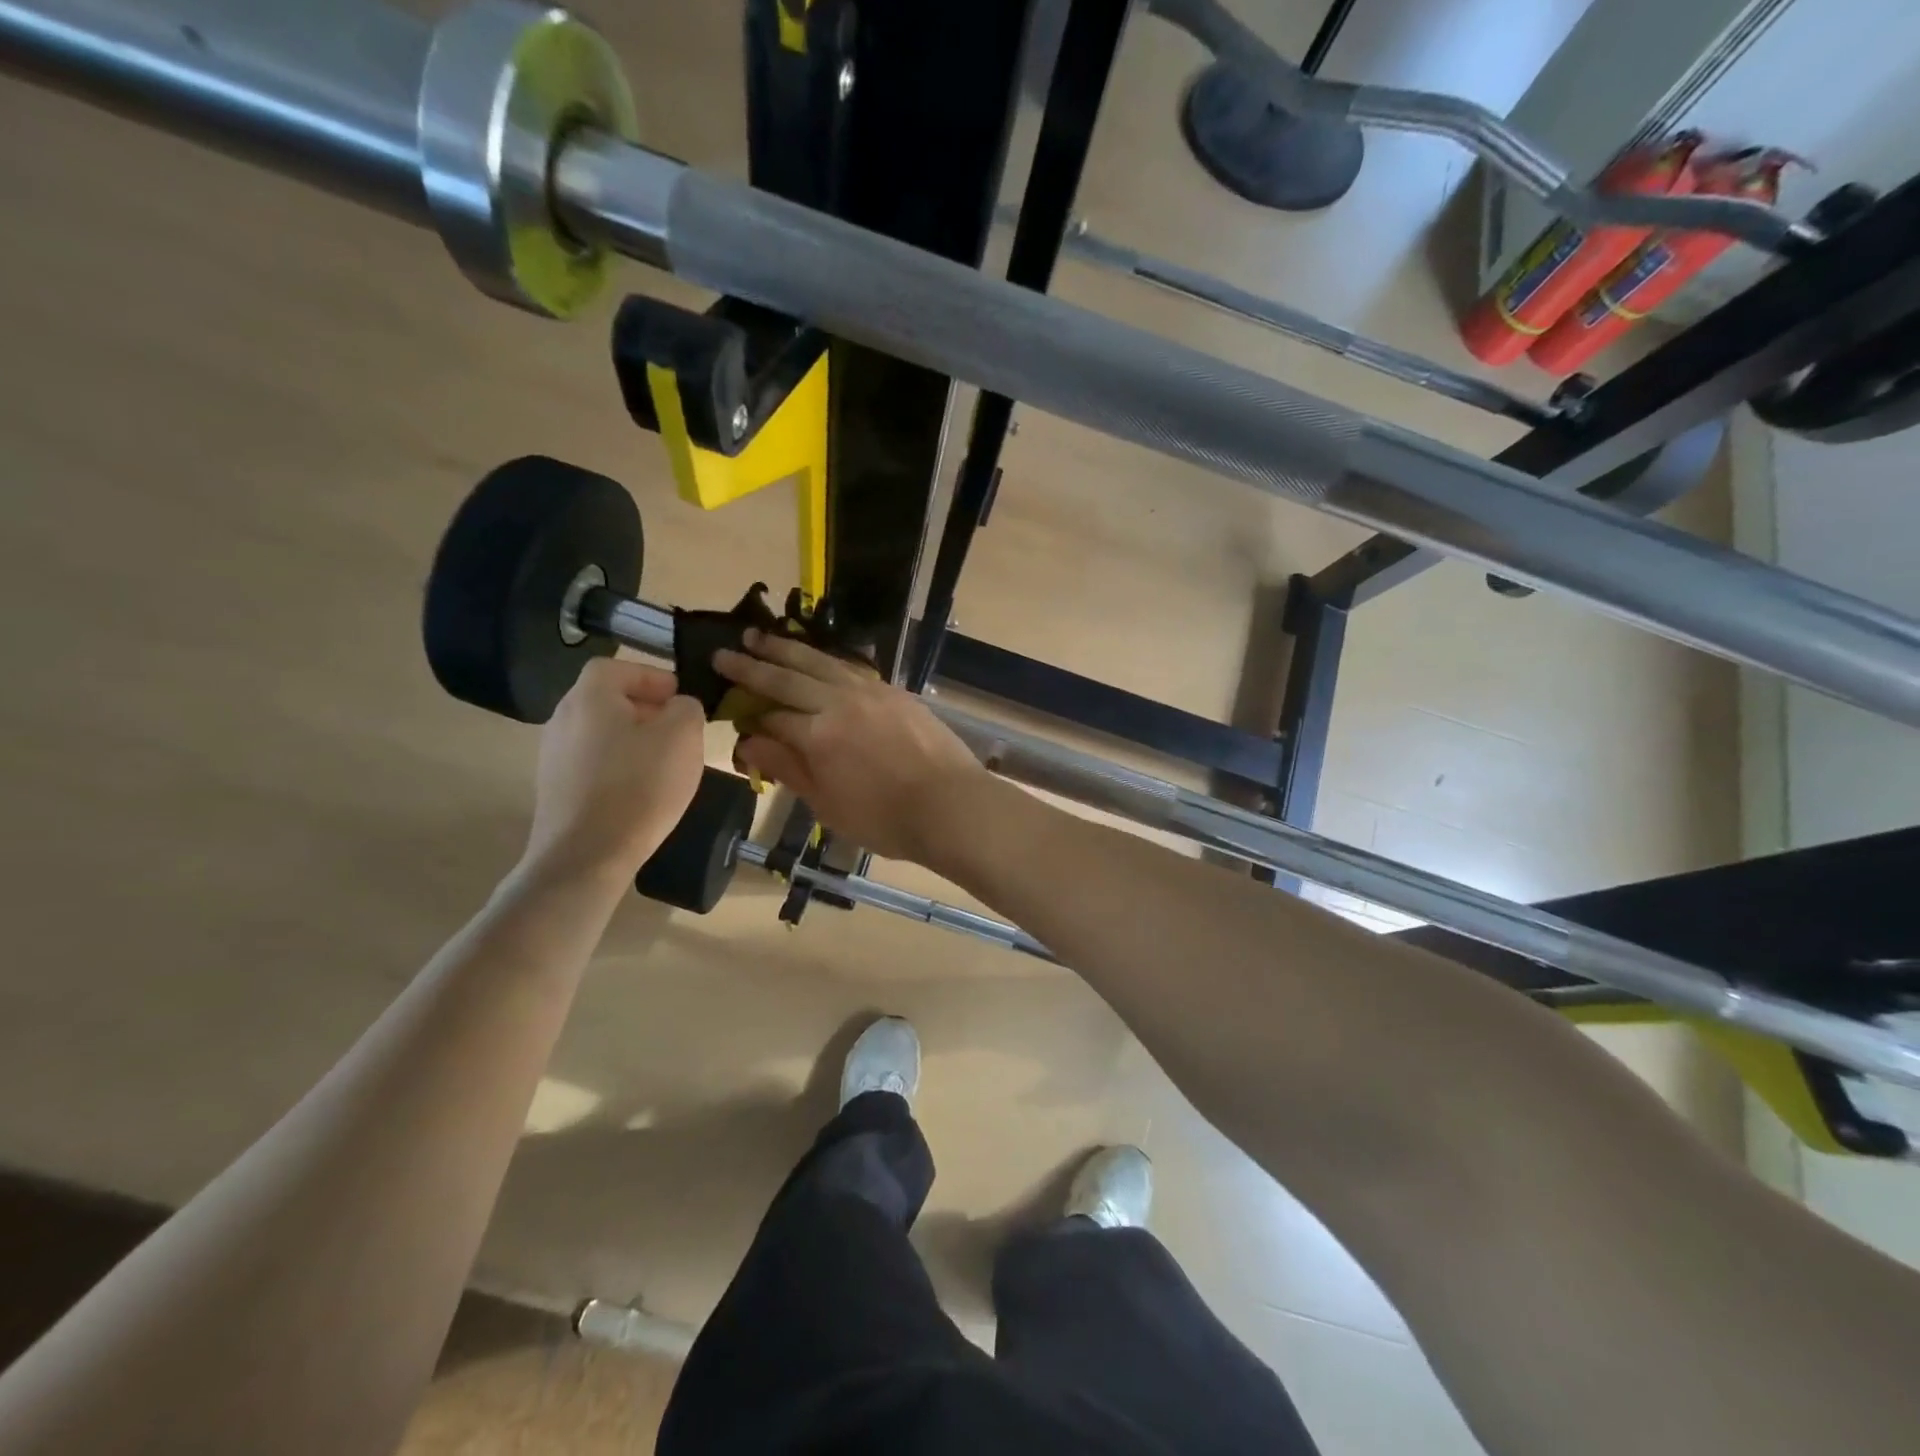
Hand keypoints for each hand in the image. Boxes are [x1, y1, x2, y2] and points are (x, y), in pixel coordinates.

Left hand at [522, 659, 706, 884]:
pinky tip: (641, 790)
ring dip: (633, 739)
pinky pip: (593, 763)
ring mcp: (553, 756)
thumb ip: (687, 708)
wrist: (586, 855)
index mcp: (590, 698)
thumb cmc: (639, 786)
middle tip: (679, 729)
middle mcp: (562, 719)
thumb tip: (678, 706)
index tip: (679, 698)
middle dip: (646, 709)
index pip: (617, 667)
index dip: (651, 677)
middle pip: (607, 700)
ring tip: (665, 762)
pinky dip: (619, 766)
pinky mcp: (555, 789)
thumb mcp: (683, 737)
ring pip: (601, 733)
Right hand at [714, 631, 986, 863]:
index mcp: (817, 734)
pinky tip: (815, 657)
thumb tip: (750, 742)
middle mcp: (838, 701)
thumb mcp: (827, 804)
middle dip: (752, 665)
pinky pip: (849, 666)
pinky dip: (824, 658)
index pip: (771, 718)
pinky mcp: (893, 691)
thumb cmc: (885, 819)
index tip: (733, 714)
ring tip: (759, 636)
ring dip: (785, 648)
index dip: (749, 718)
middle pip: (787, 678)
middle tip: (724, 652)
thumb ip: (788, 768)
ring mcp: (869, 691)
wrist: (950, 805)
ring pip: (818, 661)